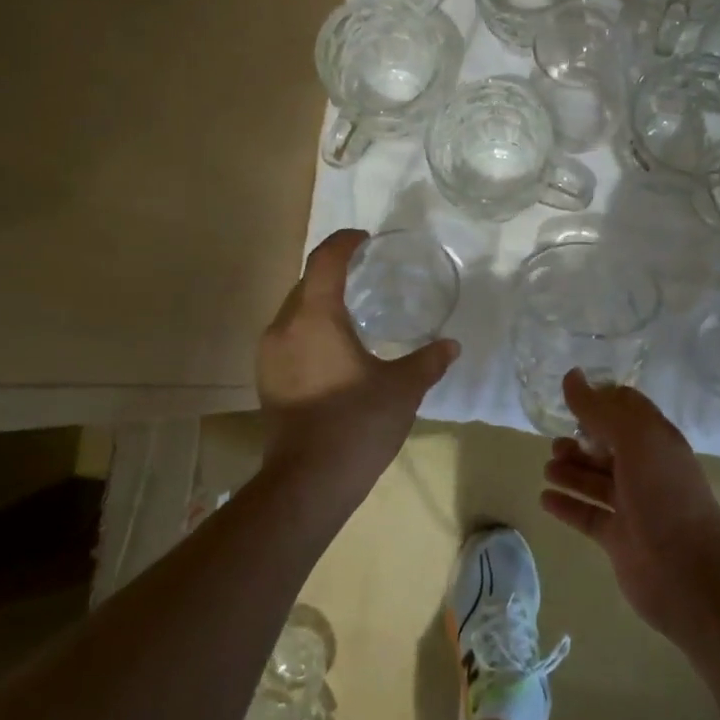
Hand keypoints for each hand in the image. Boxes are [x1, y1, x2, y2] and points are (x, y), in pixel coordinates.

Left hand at [257, 229, 458, 513]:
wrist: (309, 481)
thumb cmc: (357, 423)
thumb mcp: (402, 389)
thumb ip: (428, 361)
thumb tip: (451, 345)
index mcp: (315, 318)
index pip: (325, 261)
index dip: (344, 242)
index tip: (365, 239)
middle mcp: (284, 328)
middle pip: (306, 284)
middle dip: (332, 273)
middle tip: (365, 275)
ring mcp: (269, 355)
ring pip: (294, 312)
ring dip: (319, 304)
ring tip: (352, 313)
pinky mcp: (267, 380)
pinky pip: (289, 338)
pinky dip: (310, 330)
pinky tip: (334, 351)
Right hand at [539, 370, 719, 636]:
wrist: (690, 575)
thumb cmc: (665, 496)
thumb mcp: (635, 441)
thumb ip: (600, 409)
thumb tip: (571, 376)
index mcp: (657, 440)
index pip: (627, 409)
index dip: (600, 400)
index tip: (568, 396)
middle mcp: (646, 469)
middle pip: (608, 445)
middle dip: (581, 439)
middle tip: (554, 440)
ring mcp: (633, 505)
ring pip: (596, 480)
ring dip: (571, 471)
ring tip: (548, 467)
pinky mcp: (618, 538)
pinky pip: (587, 514)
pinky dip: (567, 505)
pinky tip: (544, 498)